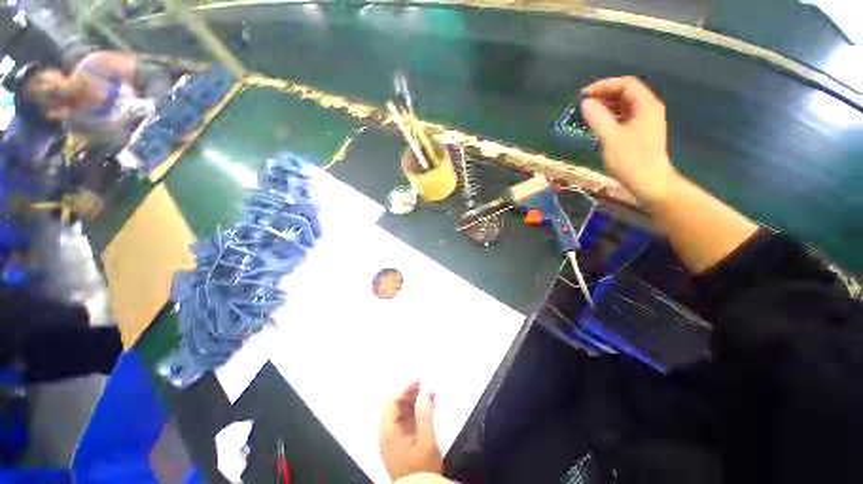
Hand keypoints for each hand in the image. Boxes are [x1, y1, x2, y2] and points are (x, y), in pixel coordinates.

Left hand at [380, 381, 442, 480]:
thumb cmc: (422, 467)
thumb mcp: (426, 441)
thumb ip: (424, 414)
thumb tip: (425, 392)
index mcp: (388, 430)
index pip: (392, 400)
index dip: (405, 387)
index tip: (420, 379)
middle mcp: (387, 430)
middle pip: (394, 403)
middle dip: (409, 391)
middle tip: (425, 383)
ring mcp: (393, 435)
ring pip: (400, 409)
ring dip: (413, 399)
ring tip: (428, 392)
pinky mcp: (400, 439)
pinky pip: (405, 417)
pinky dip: (414, 408)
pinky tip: (426, 405)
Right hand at [581, 76, 677, 202]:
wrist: (649, 182)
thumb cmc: (630, 160)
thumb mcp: (610, 138)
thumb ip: (597, 118)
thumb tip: (585, 103)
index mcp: (645, 105)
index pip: (625, 84)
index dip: (603, 86)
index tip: (584, 95)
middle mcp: (648, 108)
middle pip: (626, 92)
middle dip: (604, 95)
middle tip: (584, 104)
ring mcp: (646, 120)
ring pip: (624, 105)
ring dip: (606, 106)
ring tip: (588, 114)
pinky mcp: (641, 132)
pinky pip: (624, 117)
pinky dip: (610, 117)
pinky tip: (599, 125)